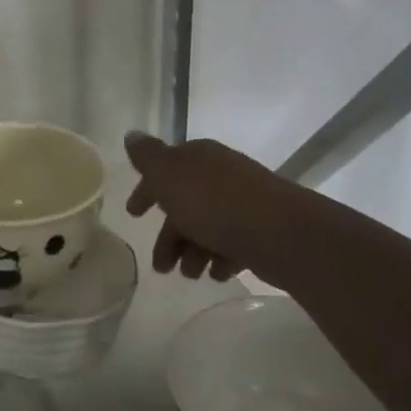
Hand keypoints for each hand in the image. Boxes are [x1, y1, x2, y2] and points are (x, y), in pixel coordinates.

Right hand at [124, 131, 282, 280]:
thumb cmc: (214, 203)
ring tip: (189, 275)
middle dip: (169, 235)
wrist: (279, 232)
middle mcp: (220, 175)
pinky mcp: (260, 230)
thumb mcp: (169, 175)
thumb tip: (131, 135)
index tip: (133, 214)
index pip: (164, 169)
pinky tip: (216, 274)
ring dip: (192, 252)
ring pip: (207, 227)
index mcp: (198, 158)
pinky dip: (218, 259)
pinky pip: (231, 244)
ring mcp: (243, 203)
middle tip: (161, 266)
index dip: (147, 191)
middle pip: (185, 204)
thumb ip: (147, 158)